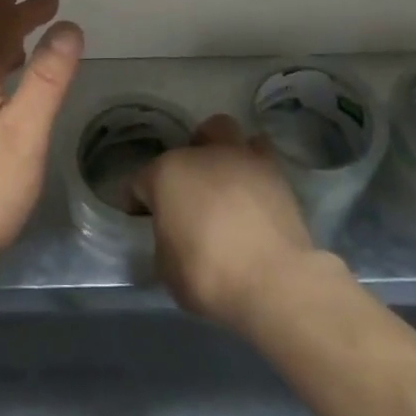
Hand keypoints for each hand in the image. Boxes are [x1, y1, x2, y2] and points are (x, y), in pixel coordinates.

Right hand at [133, 114, 315, 331]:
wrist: (274, 281)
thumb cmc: (207, 274)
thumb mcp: (166, 266)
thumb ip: (165, 236)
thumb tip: (175, 232)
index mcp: (166, 173)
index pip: (140, 181)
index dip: (138, 201)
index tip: (142, 219)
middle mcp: (203, 155)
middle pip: (191, 141)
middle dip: (189, 157)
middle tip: (192, 188)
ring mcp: (242, 159)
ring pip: (228, 134)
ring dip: (223, 152)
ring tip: (225, 182)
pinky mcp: (277, 175)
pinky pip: (260, 159)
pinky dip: (252, 173)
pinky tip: (252, 198)